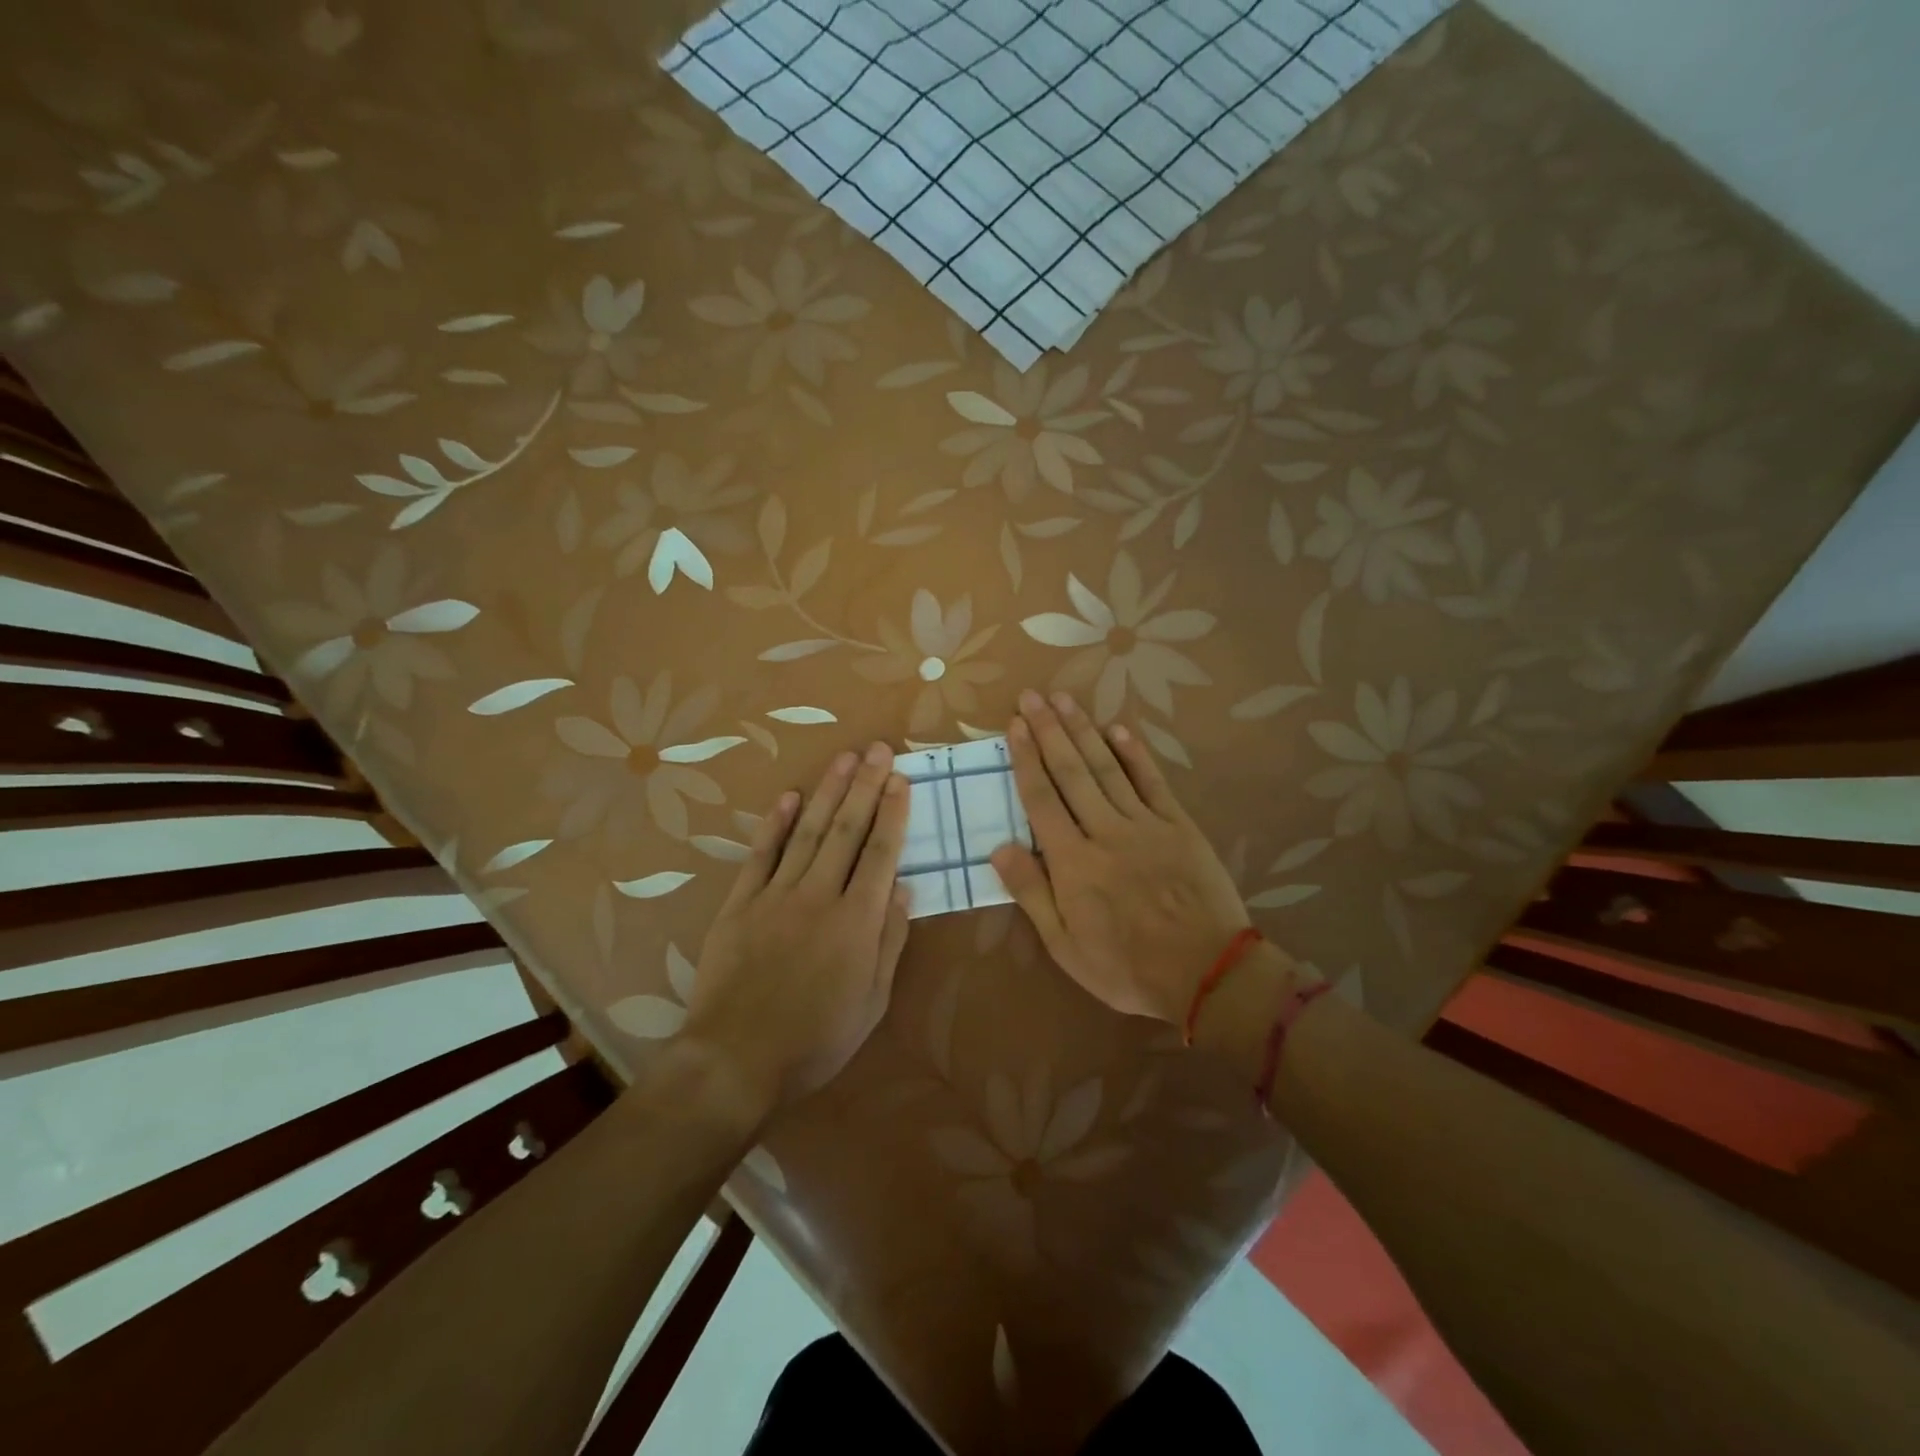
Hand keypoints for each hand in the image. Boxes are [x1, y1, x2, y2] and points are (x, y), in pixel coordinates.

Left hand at [685, 742, 911, 1114]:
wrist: (736, 1059)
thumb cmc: (815, 1039)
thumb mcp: (871, 1002)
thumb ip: (888, 942)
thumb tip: (903, 890)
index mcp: (856, 922)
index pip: (881, 854)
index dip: (893, 813)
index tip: (901, 780)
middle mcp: (819, 896)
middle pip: (846, 831)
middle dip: (866, 786)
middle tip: (879, 749)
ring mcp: (775, 896)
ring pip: (807, 832)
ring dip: (827, 792)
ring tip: (845, 758)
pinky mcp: (740, 904)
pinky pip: (760, 855)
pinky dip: (774, 824)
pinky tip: (788, 796)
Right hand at [990, 690, 1250, 1024]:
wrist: (1207, 973)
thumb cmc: (1127, 967)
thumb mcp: (1065, 946)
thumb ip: (1031, 893)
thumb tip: (998, 848)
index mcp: (1072, 862)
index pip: (1041, 799)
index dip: (1025, 759)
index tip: (1014, 725)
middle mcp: (1105, 831)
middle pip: (1071, 772)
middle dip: (1049, 730)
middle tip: (1032, 695)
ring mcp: (1145, 824)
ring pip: (1107, 768)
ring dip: (1083, 730)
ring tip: (1064, 699)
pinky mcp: (1179, 825)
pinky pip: (1152, 782)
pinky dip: (1135, 754)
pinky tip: (1119, 729)